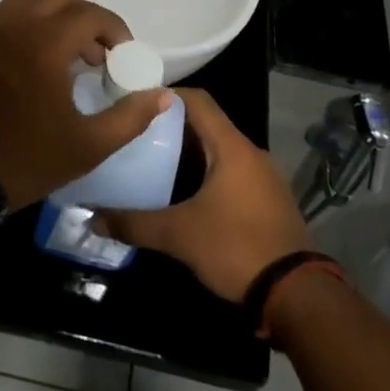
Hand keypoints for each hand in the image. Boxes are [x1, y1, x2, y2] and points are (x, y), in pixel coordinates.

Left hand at [0, 0, 172, 207]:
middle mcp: (16, 23)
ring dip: (51, 15)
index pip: (92, 14)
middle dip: (85, 18)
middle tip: (93, 54)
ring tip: (58, 50)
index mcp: (47, 43)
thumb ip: (130, 117)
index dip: (115, 30)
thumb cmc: (25, 158)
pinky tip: (22, 52)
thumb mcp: (88, 146)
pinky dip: (17, 21)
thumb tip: (163, 96)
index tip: (121, 55)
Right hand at [94, 89, 310, 301]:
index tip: (135, 102)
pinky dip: (207, 174)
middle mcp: (251, 153)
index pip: (198, 100)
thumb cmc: (235, 248)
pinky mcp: (269, 201)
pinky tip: (185, 194)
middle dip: (172, 127)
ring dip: (190, 153)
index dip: (166, 95)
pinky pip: (233, 173)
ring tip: (154, 163)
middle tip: (136, 136)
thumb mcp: (178, 235)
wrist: (296, 295)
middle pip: (208, 125)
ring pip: (220, 151)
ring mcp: (264, 178)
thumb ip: (134, 223)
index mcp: (232, 147)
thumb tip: (93, 218)